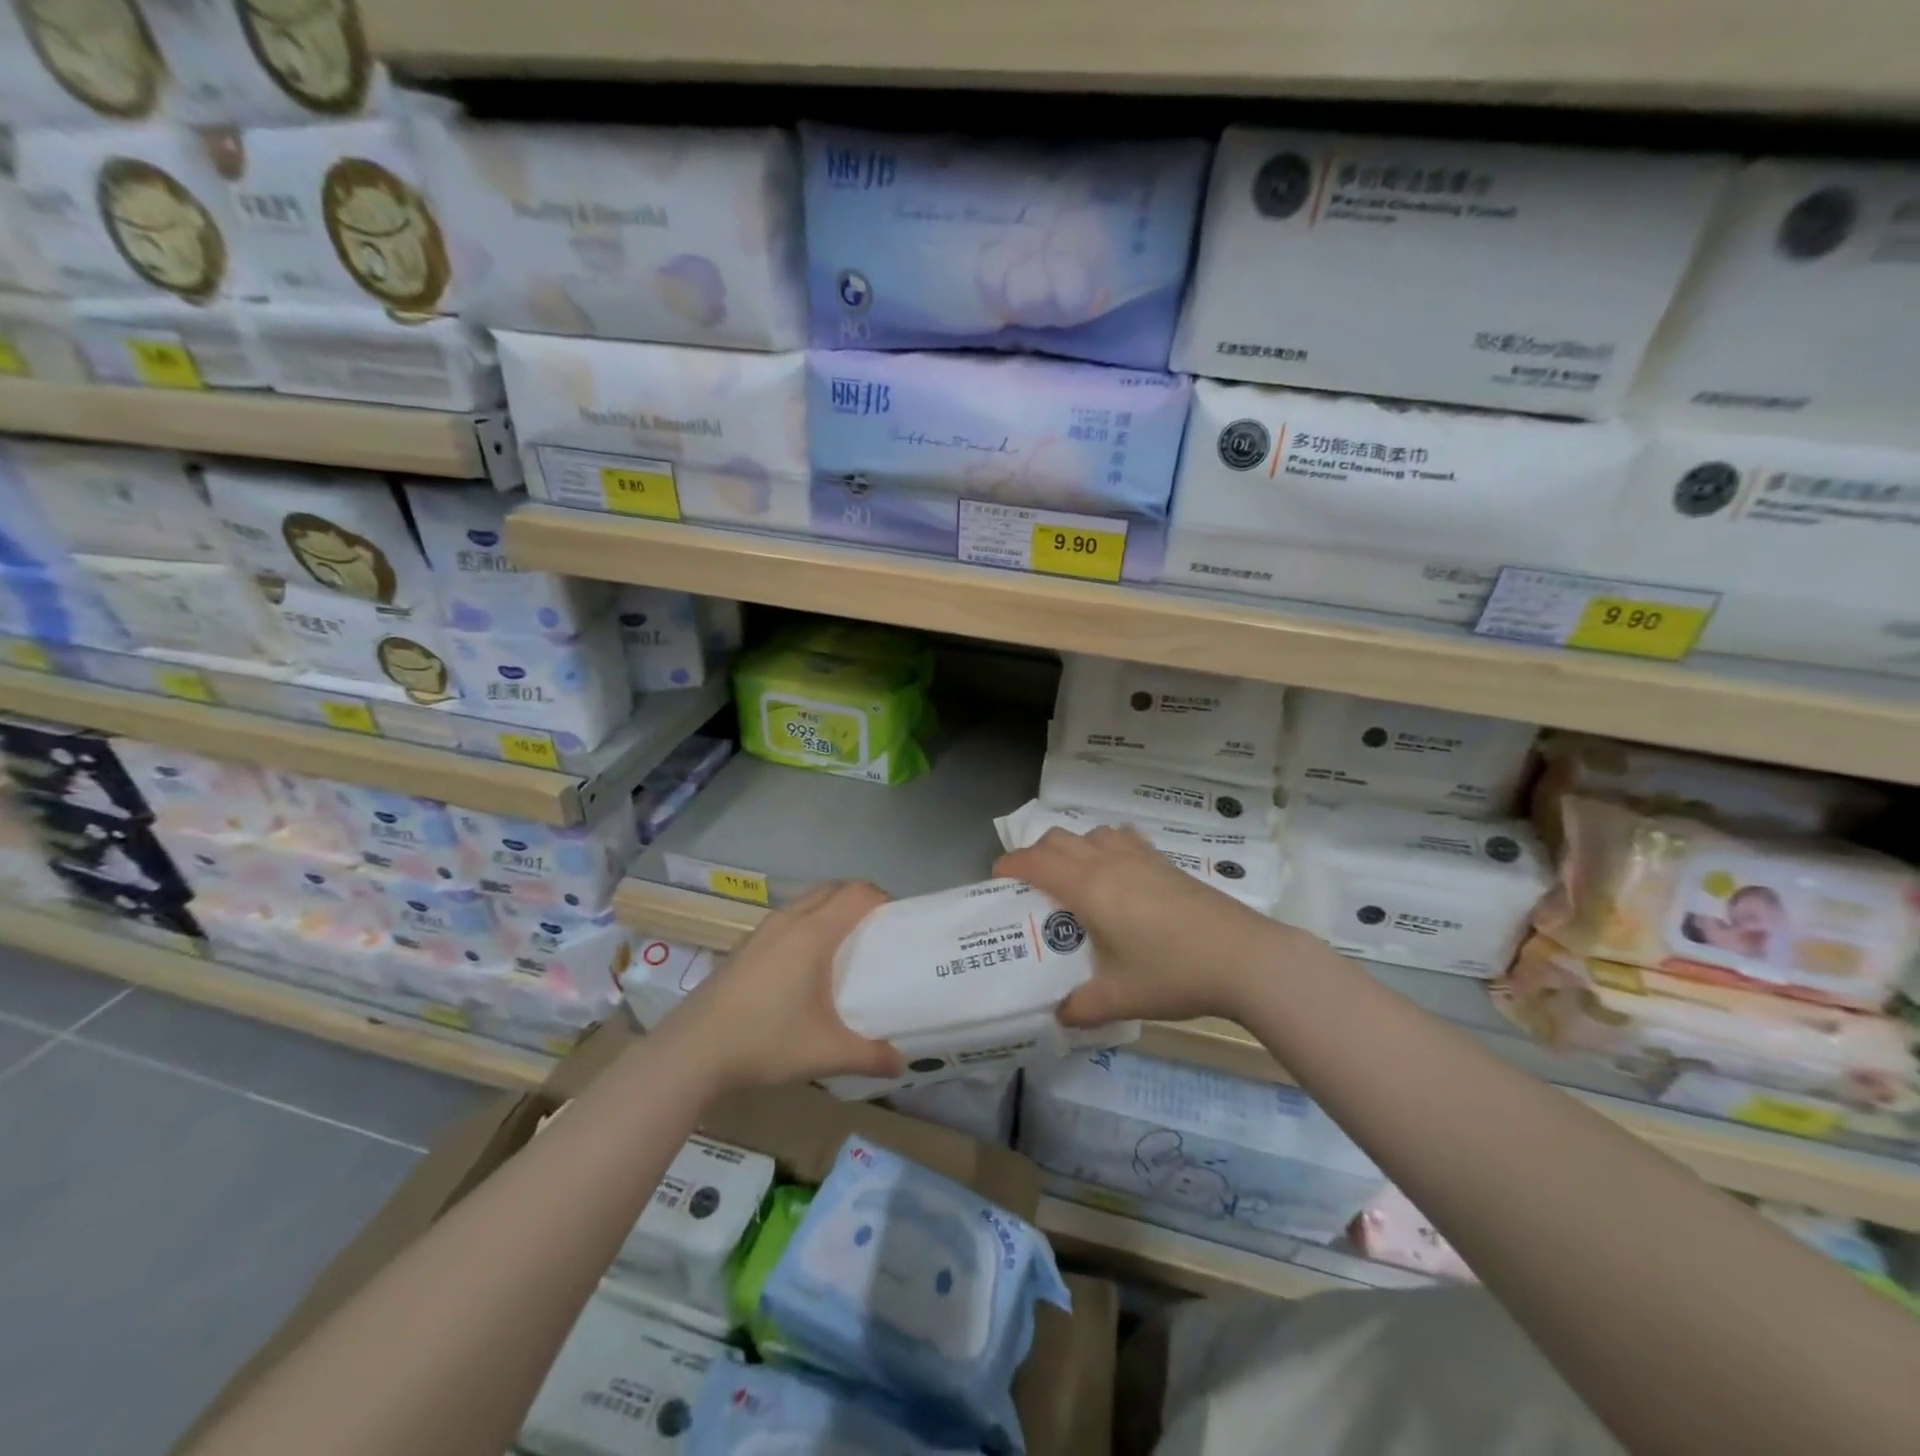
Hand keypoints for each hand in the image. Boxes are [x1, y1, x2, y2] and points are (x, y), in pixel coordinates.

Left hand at [657, 881, 905, 1091]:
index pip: (857, 894)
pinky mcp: (744, 946)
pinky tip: (805, 965)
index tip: (899, 921)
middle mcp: (789, 921)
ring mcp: (762, 931)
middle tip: (877, 931)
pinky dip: (807, 924)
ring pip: (806, 901)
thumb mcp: (826, 1052)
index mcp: (813, 933)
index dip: (883, 899)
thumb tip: (900, 1063)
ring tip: (845, 945)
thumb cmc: (766, 1041)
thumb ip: (870, 1055)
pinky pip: (787, 919)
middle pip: (833, 889)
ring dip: (830, 909)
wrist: (692, 1051)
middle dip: (859, 900)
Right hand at [994, 826, 1292, 1026]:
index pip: (1035, 862)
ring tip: (1073, 876)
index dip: (1010, 864)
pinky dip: (1106, 845)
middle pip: (1058, 838)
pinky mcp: (1165, 862)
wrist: (1244, 957)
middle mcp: (1108, 862)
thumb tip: (1059, 1016)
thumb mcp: (1119, 998)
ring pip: (1091, 833)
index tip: (996, 878)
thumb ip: (1080, 1008)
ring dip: (1072, 846)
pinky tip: (1117, 870)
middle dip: (1035, 853)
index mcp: (1088, 888)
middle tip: (1030, 883)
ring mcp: (1140, 857)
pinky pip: (1123, 838)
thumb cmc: (1173, 973)